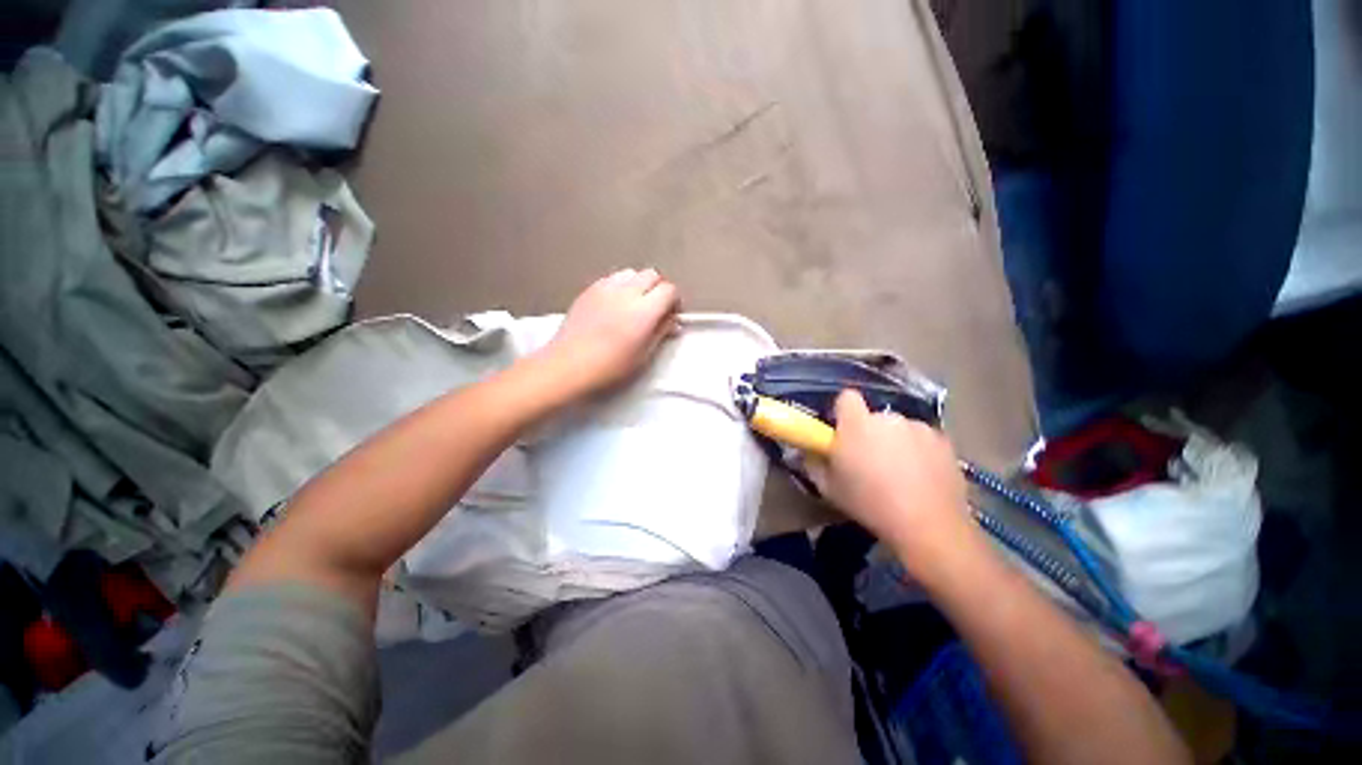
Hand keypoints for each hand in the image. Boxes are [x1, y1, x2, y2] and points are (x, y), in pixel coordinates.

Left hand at [539, 268, 679, 397]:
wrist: (569, 366)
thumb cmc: (610, 367)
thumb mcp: (643, 355)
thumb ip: (660, 333)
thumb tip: (672, 322)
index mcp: (644, 310)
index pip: (669, 290)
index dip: (674, 301)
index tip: (670, 315)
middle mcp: (626, 292)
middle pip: (652, 275)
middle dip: (658, 289)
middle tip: (655, 309)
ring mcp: (605, 288)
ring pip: (631, 273)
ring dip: (639, 284)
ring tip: (634, 305)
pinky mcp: (589, 290)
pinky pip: (612, 278)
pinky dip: (620, 286)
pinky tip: (615, 305)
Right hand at [810, 390, 974, 564]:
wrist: (928, 526)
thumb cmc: (869, 504)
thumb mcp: (828, 488)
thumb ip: (812, 463)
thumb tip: (808, 451)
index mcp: (857, 423)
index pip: (847, 397)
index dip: (843, 412)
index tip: (842, 432)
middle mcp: (888, 418)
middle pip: (874, 416)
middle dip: (870, 432)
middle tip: (869, 460)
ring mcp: (919, 427)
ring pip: (899, 428)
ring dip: (895, 442)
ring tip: (900, 473)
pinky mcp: (944, 441)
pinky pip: (923, 439)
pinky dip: (920, 452)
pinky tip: (922, 478)